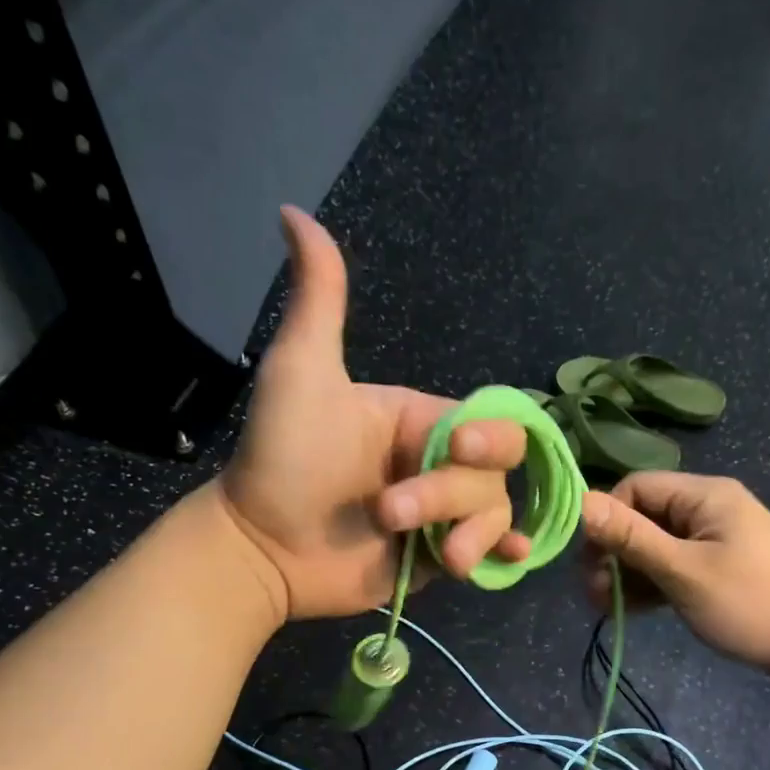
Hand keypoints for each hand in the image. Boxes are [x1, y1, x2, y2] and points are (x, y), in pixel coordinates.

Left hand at [212, 206, 530, 620]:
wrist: (260, 547)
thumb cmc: (282, 458)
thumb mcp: (301, 374)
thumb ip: (319, 301)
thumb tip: (294, 212)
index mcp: (418, 420)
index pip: (483, 422)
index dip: (488, 437)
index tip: (458, 449)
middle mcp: (437, 464)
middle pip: (494, 472)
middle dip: (453, 494)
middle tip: (392, 513)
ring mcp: (440, 515)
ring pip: (494, 513)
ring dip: (472, 533)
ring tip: (438, 556)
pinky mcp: (435, 557)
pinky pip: (488, 552)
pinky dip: (503, 553)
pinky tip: (509, 556)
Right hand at [579, 473, 769, 673]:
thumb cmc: (751, 603)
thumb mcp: (684, 571)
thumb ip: (632, 538)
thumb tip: (581, 501)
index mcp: (704, 496)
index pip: (636, 488)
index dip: (607, 520)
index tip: (589, 561)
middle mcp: (706, 509)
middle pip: (642, 518)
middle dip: (613, 553)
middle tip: (594, 594)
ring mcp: (712, 540)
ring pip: (653, 546)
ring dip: (626, 573)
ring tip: (607, 608)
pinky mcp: (715, 567)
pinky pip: (671, 566)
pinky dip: (650, 584)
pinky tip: (630, 609)